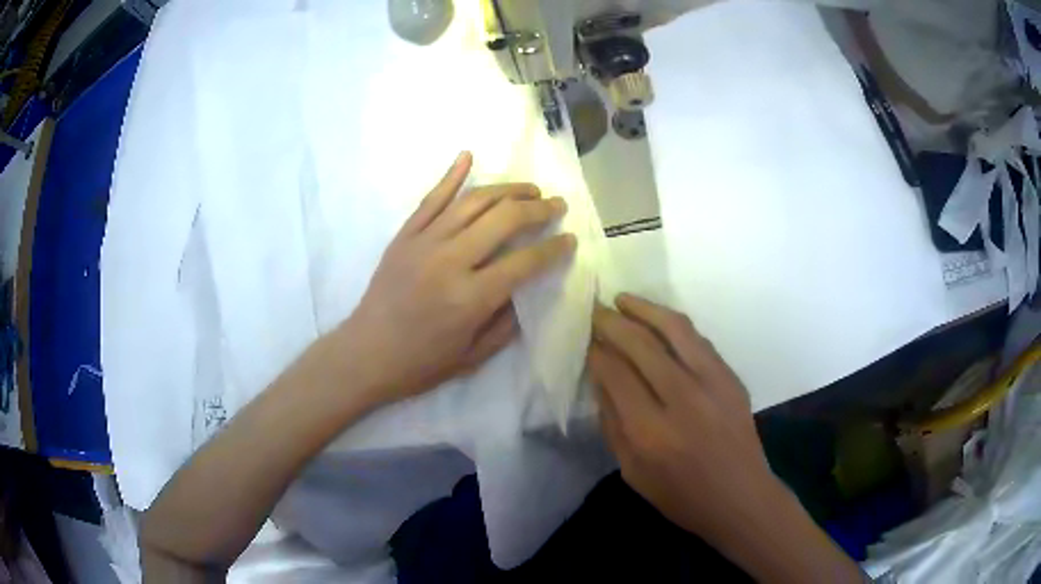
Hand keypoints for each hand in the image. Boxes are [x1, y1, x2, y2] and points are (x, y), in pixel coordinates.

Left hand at [335, 152, 574, 406]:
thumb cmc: (421, 363)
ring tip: (529, 188)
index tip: (570, 239)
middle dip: (538, 208)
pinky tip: (468, 156)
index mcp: (471, 298)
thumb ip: (507, 324)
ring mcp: (424, 242)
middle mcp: (451, 261)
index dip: (554, 248)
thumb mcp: (474, 357)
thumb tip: (528, 289)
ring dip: (507, 189)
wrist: (366, 353)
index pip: (526, 261)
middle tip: (556, 205)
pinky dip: (451, 175)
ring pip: (473, 201)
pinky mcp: (405, 235)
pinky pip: (431, 199)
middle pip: (504, 219)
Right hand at [588, 294, 781, 539]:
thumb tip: (600, 378)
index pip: (615, 373)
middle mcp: (682, 399)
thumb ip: (613, 423)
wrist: (740, 497)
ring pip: (674, 329)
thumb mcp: (632, 471)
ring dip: (644, 309)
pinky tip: (658, 321)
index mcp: (650, 431)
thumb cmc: (680, 495)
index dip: (596, 351)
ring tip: (623, 299)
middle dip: (612, 322)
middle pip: (641, 344)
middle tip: (595, 310)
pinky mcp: (731, 377)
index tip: (585, 340)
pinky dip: (673, 324)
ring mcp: (713, 383)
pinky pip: (698, 339)